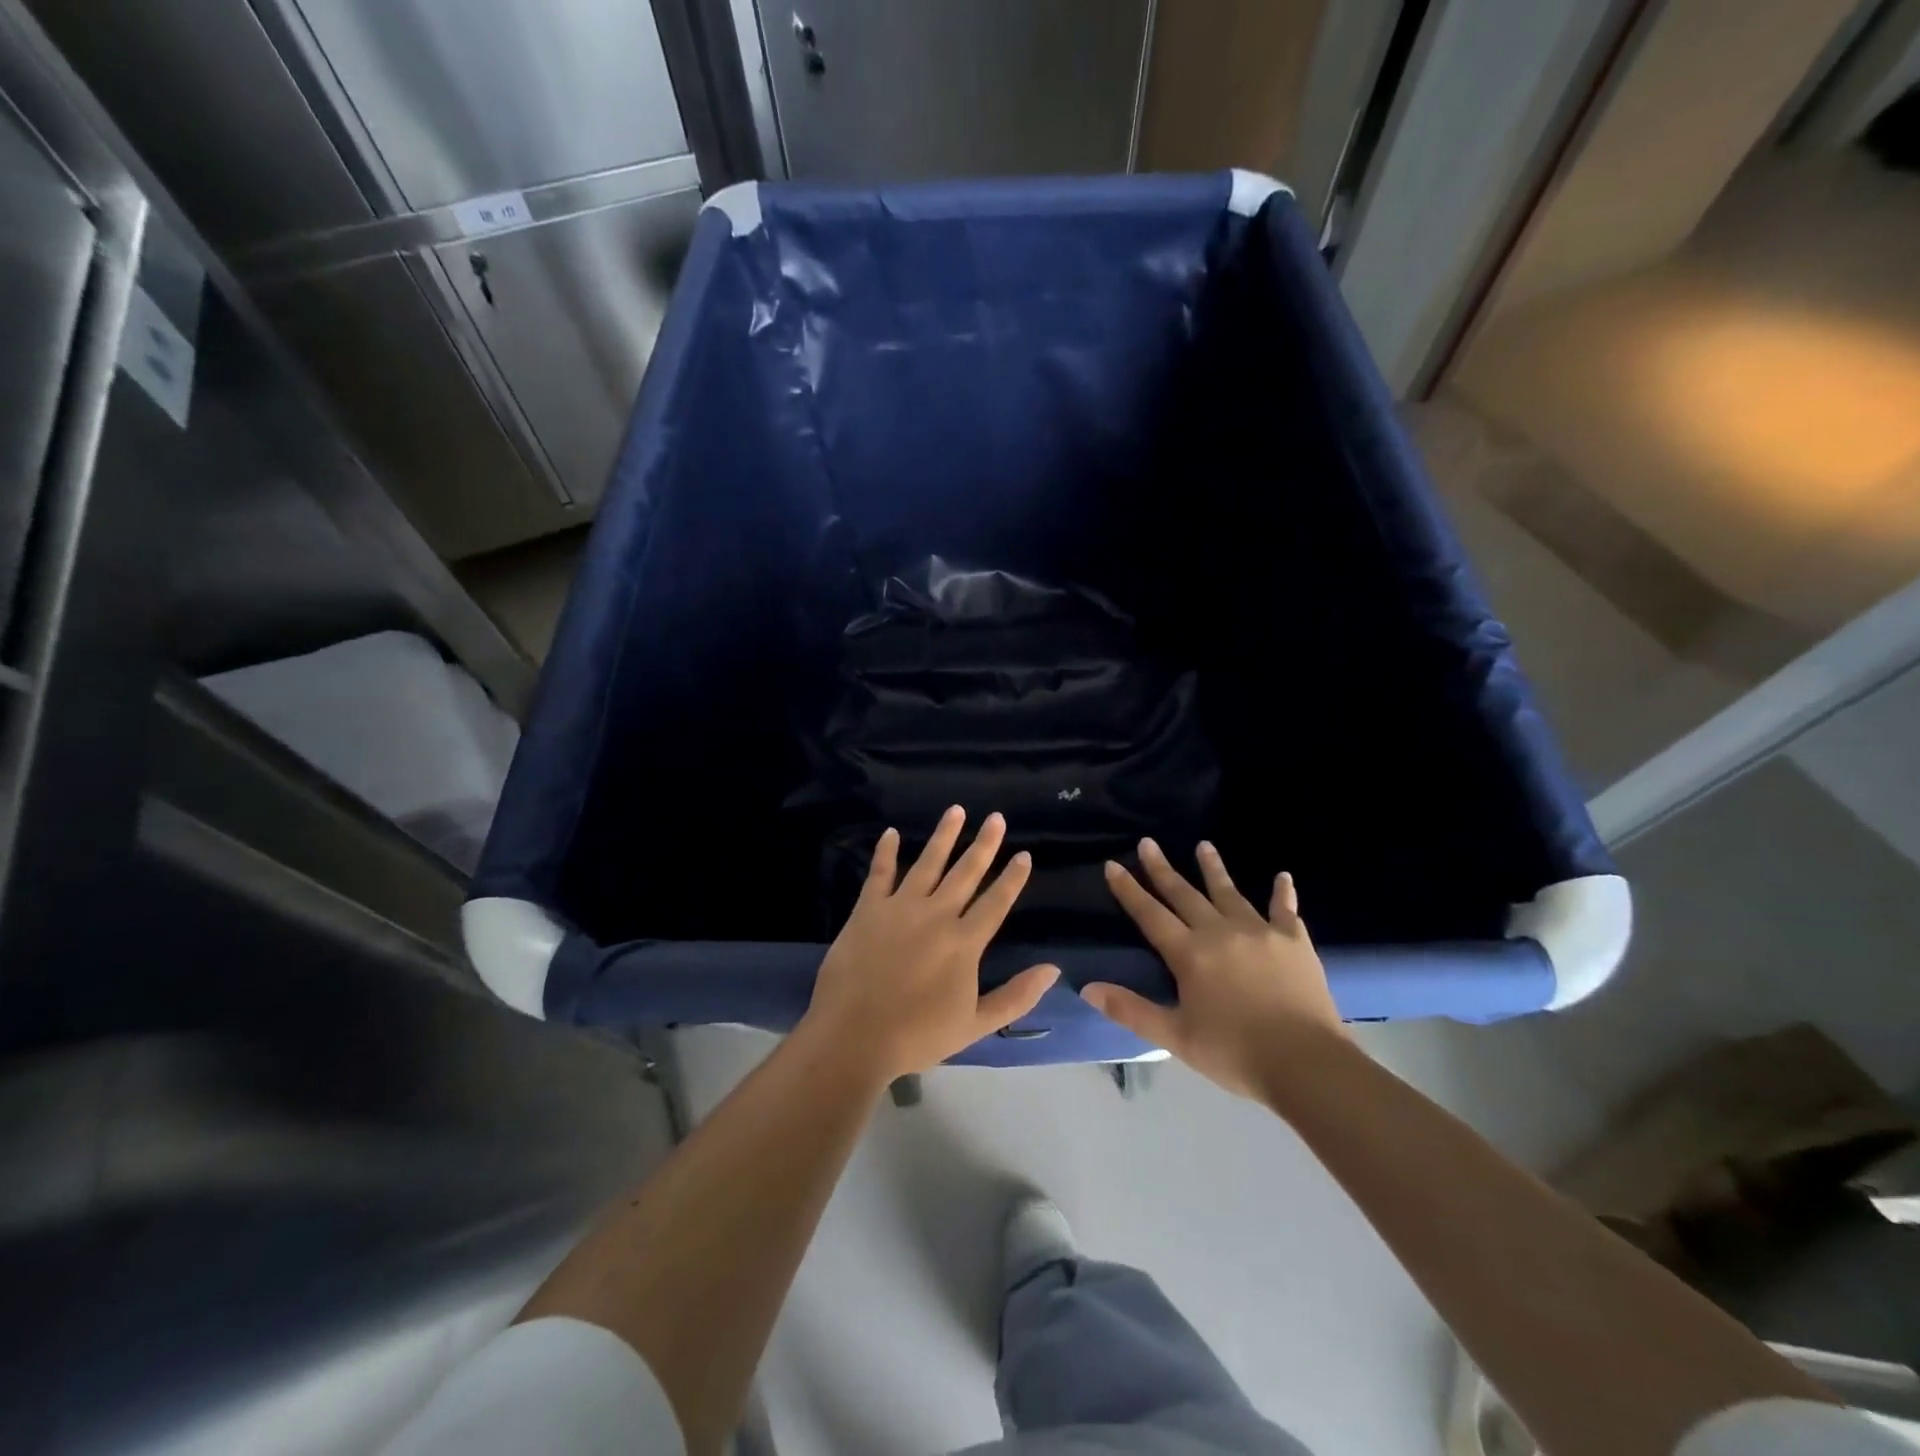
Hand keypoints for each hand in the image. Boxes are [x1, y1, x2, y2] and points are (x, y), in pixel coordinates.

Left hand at [801, 806, 1059, 1083]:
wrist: (854, 1036)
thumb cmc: (917, 1035)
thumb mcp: (975, 1025)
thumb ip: (1016, 997)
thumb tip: (1053, 970)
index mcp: (964, 942)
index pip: (995, 902)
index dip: (1012, 878)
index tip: (1024, 854)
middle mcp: (936, 914)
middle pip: (966, 872)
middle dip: (984, 844)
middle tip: (996, 817)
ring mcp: (900, 907)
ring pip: (928, 863)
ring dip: (944, 836)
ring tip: (956, 810)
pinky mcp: (868, 909)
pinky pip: (880, 873)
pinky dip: (886, 852)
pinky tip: (892, 833)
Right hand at [1083, 839, 1344, 1100]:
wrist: (1306, 1064)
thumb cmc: (1234, 1053)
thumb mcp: (1175, 1037)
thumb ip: (1131, 1010)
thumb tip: (1088, 988)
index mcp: (1189, 954)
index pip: (1150, 915)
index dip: (1129, 890)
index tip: (1113, 864)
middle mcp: (1220, 932)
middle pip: (1184, 894)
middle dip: (1163, 868)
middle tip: (1148, 842)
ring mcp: (1259, 932)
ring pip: (1229, 892)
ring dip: (1214, 868)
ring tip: (1204, 845)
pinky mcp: (1293, 941)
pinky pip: (1285, 910)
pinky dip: (1282, 893)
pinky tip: (1283, 876)